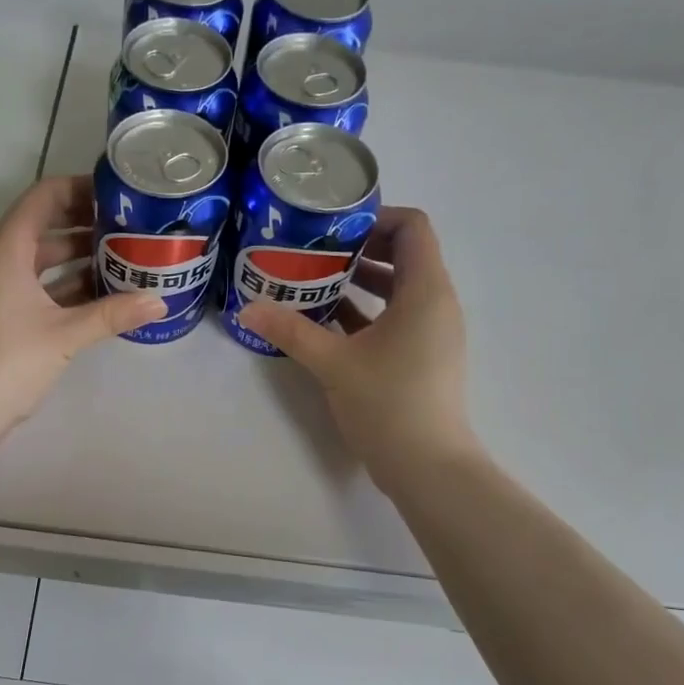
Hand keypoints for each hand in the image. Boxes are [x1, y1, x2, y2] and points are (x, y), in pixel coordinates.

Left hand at [0, 175, 164, 448]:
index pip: (42, 197)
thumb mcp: (65, 335)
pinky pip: (34, 284)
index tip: (117, 195)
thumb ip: (113, 314)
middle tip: (128, 226)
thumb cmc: (8, 362)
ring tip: (122, 256)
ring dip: (76, 256)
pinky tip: (99, 294)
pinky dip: (63, 284)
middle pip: (42, 225)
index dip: (79, 189)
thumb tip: (160, 302)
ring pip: (39, 258)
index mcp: (5, 249)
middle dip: (84, 223)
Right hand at [236, 207, 479, 493]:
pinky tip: (327, 321)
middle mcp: (436, 303)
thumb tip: (247, 308)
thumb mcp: (333, 363)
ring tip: (313, 282)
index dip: (374, 217)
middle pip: (404, 254)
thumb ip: (290, 331)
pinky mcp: (423, 356)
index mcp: (425, 291)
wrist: (428, 467)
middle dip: (359, 248)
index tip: (332, 228)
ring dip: (360, 281)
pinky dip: (366, 311)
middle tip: (313, 251)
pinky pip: (396, 317)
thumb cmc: (388, 404)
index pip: (412, 227)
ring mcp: (432, 332)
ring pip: (398, 288)